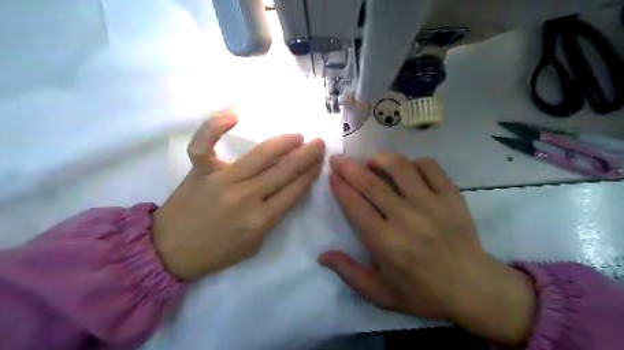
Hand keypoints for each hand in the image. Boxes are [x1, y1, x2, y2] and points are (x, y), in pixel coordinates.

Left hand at [152, 112, 326, 281]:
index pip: (294, 190)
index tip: (319, 163)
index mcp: (261, 220)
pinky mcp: (200, 171)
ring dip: (283, 142)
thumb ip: (271, 219)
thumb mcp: (254, 245)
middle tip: (318, 143)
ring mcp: (222, 181)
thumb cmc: (216, 252)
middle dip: (306, 156)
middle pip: (284, 171)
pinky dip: (214, 127)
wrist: (170, 252)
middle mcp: (246, 197)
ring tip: (297, 136)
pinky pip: (204, 144)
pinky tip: (233, 115)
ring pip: (259, 155)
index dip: (309, 174)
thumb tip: (284, 193)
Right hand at [322, 154, 535, 346]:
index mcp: (385, 242)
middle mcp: (406, 217)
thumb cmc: (422, 292)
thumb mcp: (380, 293)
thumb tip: (322, 256)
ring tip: (371, 162)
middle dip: (348, 167)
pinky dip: (413, 163)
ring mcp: (431, 203)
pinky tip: (406, 170)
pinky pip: (429, 167)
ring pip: (399, 167)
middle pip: (370, 183)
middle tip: (338, 159)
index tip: (332, 176)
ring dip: (380, 159)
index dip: (340, 187)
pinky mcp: (451, 196)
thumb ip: (349, 273)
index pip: (355, 206)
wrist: (473, 288)